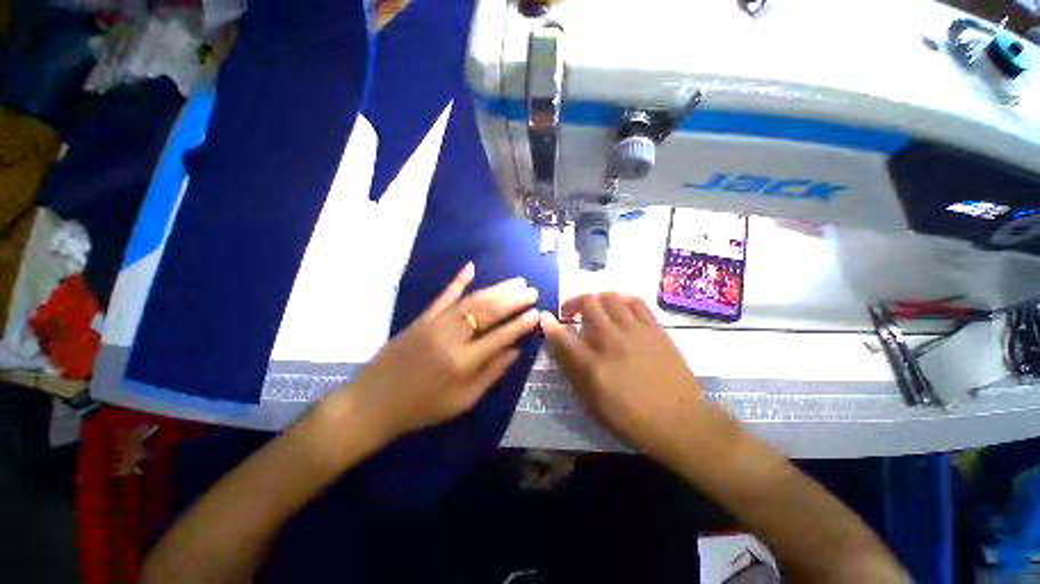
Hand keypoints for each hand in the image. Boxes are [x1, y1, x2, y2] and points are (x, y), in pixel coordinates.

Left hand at [345, 262, 538, 445]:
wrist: (372, 403)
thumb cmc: (421, 408)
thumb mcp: (462, 401)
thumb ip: (491, 374)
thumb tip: (515, 351)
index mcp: (463, 362)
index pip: (500, 336)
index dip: (520, 324)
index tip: (537, 313)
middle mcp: (451, 337)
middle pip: (488, 312)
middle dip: (513, 300)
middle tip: (532, 291)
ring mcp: (435, 323)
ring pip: (471, 300)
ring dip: (496, 289)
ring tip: (516, 281)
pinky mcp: (422, 318)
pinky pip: (443, 295)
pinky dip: (458, 280)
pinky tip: (471, 267)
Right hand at [540, 293, 734, 461]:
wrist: (681, 422)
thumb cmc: (631, 418)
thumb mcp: (592, 404)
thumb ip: (572, 372)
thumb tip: (558, 346)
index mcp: (594, 367)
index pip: (563, 337)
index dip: (550, 324)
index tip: (545, 317)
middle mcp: (612, 343)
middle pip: (588, 304)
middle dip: (573, 303)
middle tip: (572, 313)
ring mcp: (636, 332)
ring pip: (610, 297)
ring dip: (596, 298)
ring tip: (594, 308)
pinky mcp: (655, 329)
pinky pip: (635, 301)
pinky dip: (621, 298)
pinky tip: (618, 307)